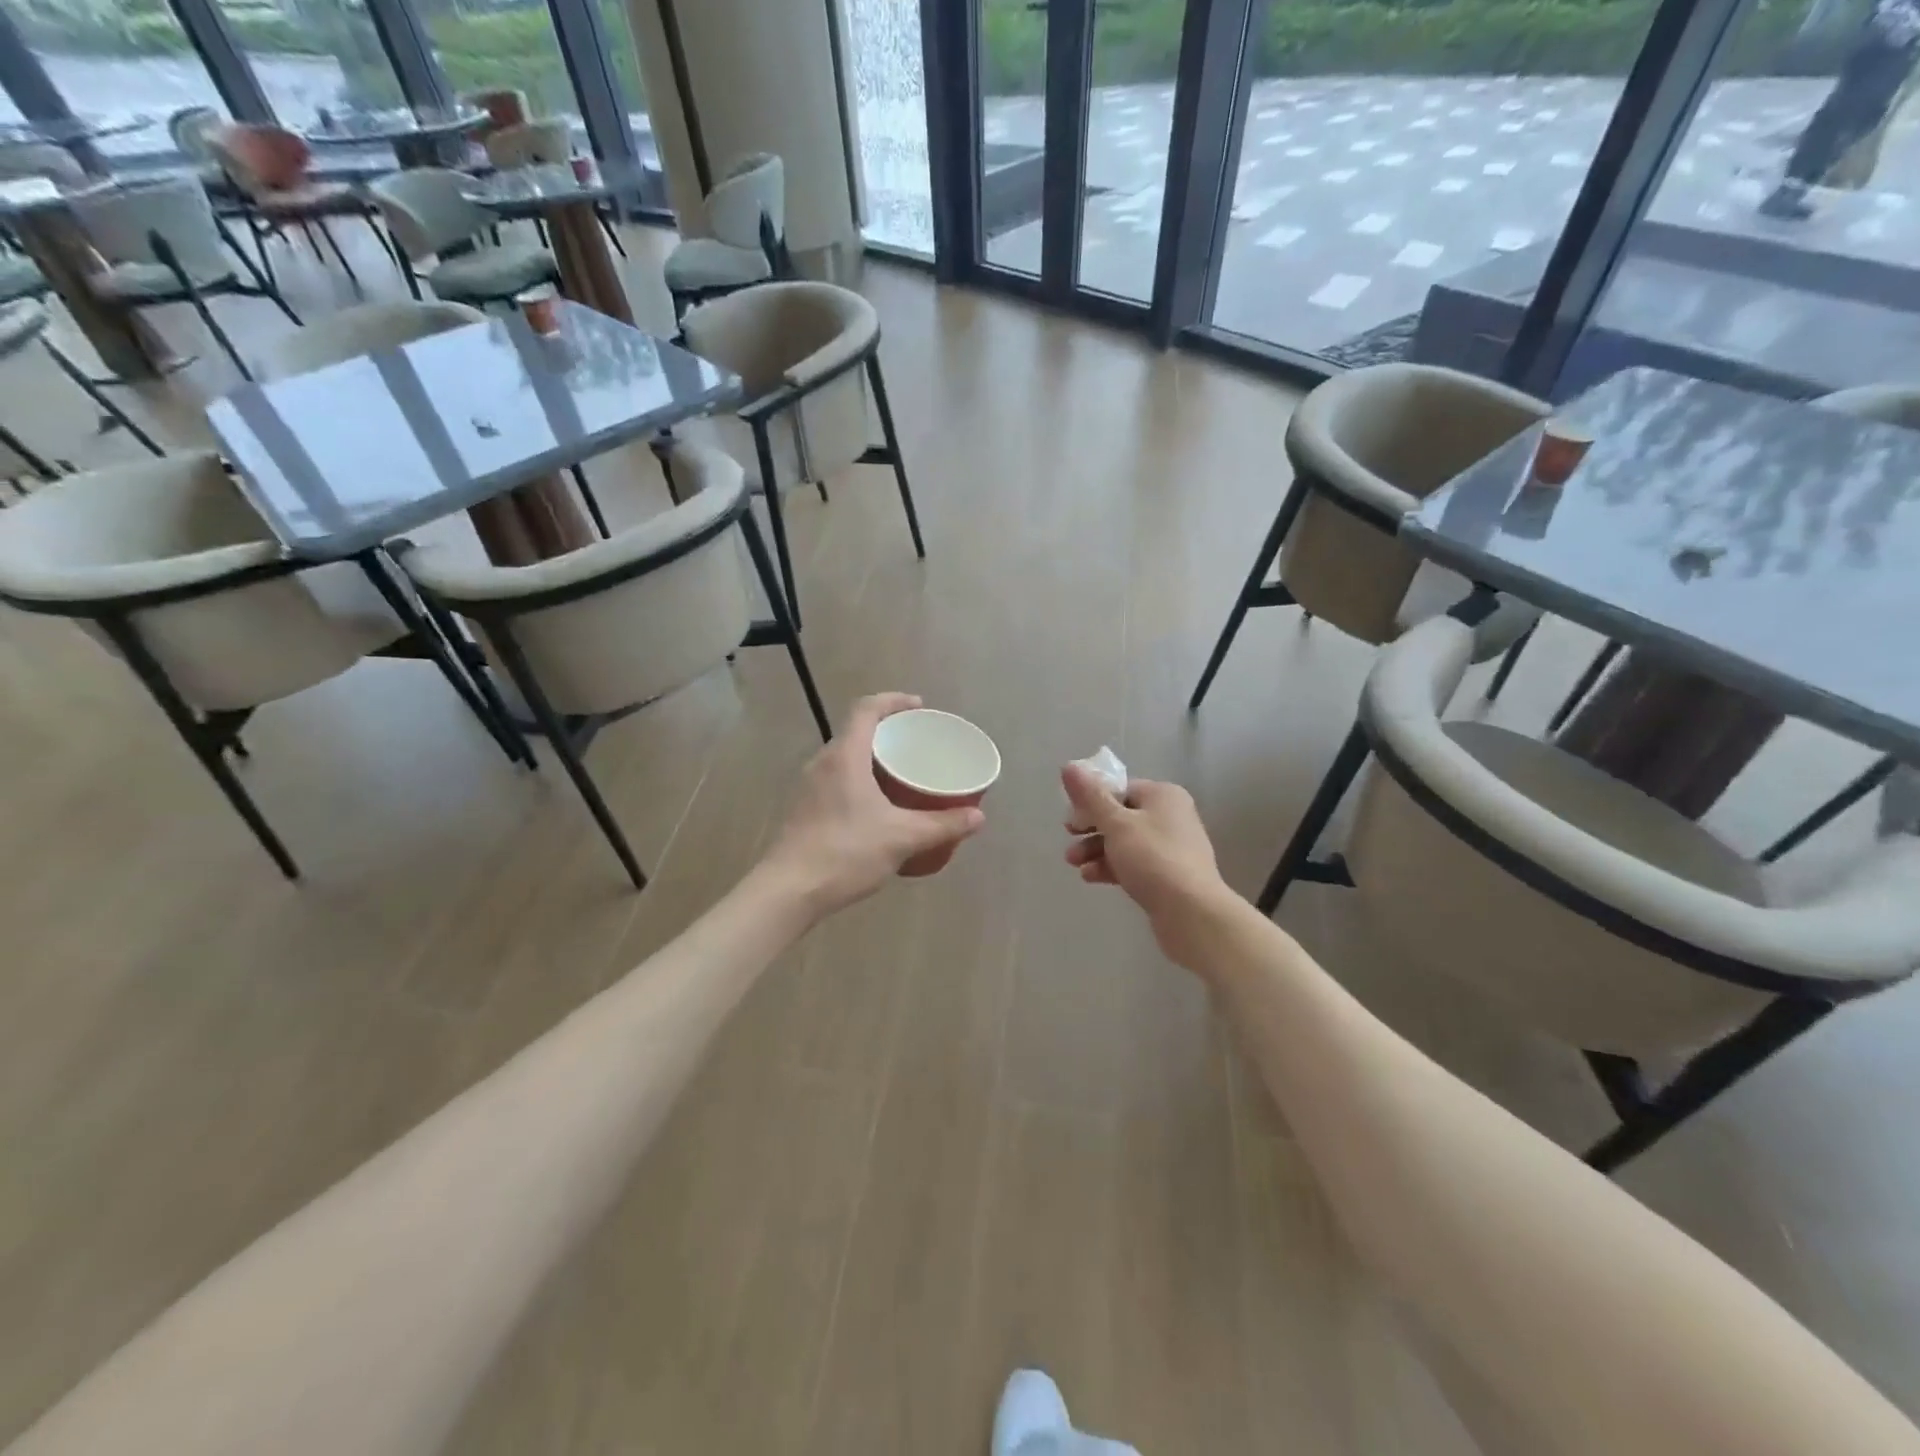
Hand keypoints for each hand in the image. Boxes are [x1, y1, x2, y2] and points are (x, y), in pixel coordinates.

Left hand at [764, 694, 986, 915]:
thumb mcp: (902, 838)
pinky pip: (837, 781)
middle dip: (888, 732)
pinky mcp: (803, 810)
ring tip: (902, 774)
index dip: (894, 701)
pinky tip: (877, 808)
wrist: (787, 891)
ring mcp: (808, 787)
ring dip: (873, 758)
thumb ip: (942, 825)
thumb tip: (978, 818)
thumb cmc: (845, 853)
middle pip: (856, 732)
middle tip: (917, 744)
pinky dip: (860, 781)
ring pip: (845, 758)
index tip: (919, 707)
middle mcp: (822, 763)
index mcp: (845, 756)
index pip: (867, 709)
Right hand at [1062, 765, 1233, 968]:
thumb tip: (1069, 766)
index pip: (1120, 788)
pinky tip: (1091, 877)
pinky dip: (1112, 866)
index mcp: (1163, 795)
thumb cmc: (1152, 858)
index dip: (1091, 801)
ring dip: (1097, 850)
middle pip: (1121, 815)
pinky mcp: (1169, 875)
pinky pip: (1134, 863)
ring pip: (1125, 842)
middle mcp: (1171, 816)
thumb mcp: (1116, 823)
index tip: (1071, 819)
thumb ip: (1091, 796)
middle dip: (1091, 829)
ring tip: (1074, 864)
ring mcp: (1172, 847)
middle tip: (1069, 838)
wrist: (1192, 913)